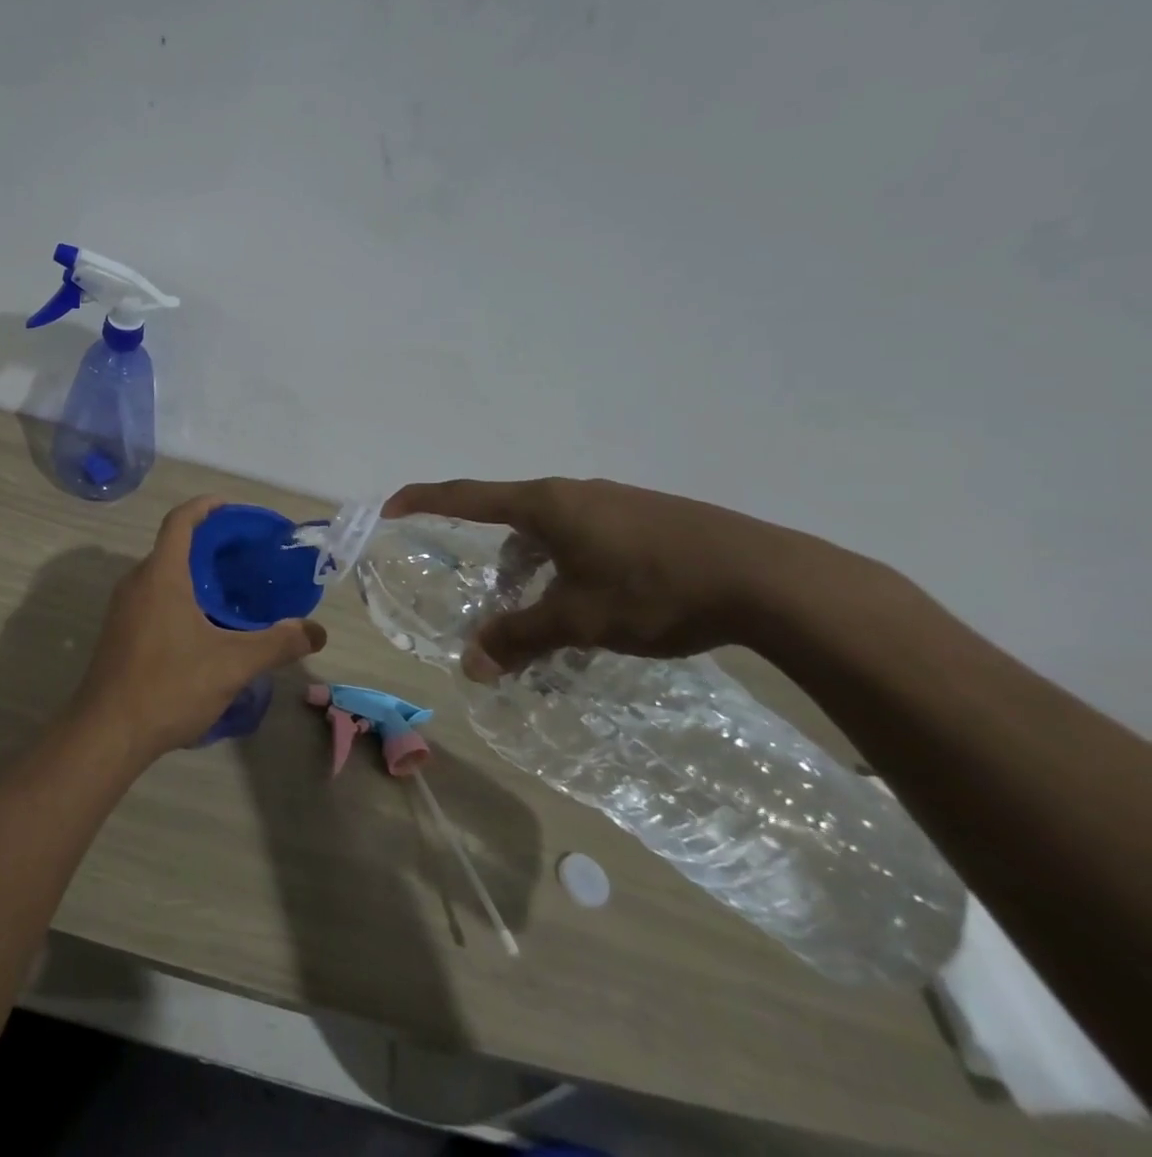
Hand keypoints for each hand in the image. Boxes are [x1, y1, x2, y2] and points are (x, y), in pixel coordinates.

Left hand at [73, 497, 326, 759]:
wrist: (107, 733)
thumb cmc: (169, 685)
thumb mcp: (232, 665)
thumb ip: (277, 643)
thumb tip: (317, 631)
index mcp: (161, 575)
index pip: (180, 521)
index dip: (205, 506)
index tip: (232, 508)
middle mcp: (137, 582)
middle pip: (172, 546)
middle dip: (208, 544)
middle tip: (245, 557)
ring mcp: (123, 609)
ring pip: (162, 575)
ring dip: (193, 573)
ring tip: (231, 591)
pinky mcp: (119, 632)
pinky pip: (152, 598)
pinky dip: (179, 596)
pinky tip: (204, 626)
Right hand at [383, 477, 858, 675]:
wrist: (767, 577)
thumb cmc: (653, 588)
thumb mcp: (577, 620)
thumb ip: (519, 638)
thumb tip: (470, 665)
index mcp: (545, 504)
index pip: (466, 495)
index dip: (424, 499)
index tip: (391, 506)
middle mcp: (574, 492)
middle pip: (511, 516)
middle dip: (494, 556)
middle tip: (494, 598)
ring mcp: (615, 501)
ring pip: (553, 529)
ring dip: (536, 564)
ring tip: (549, 611)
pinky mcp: (649, 517)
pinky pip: (587, 535)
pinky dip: (571, 564)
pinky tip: (599, 602)